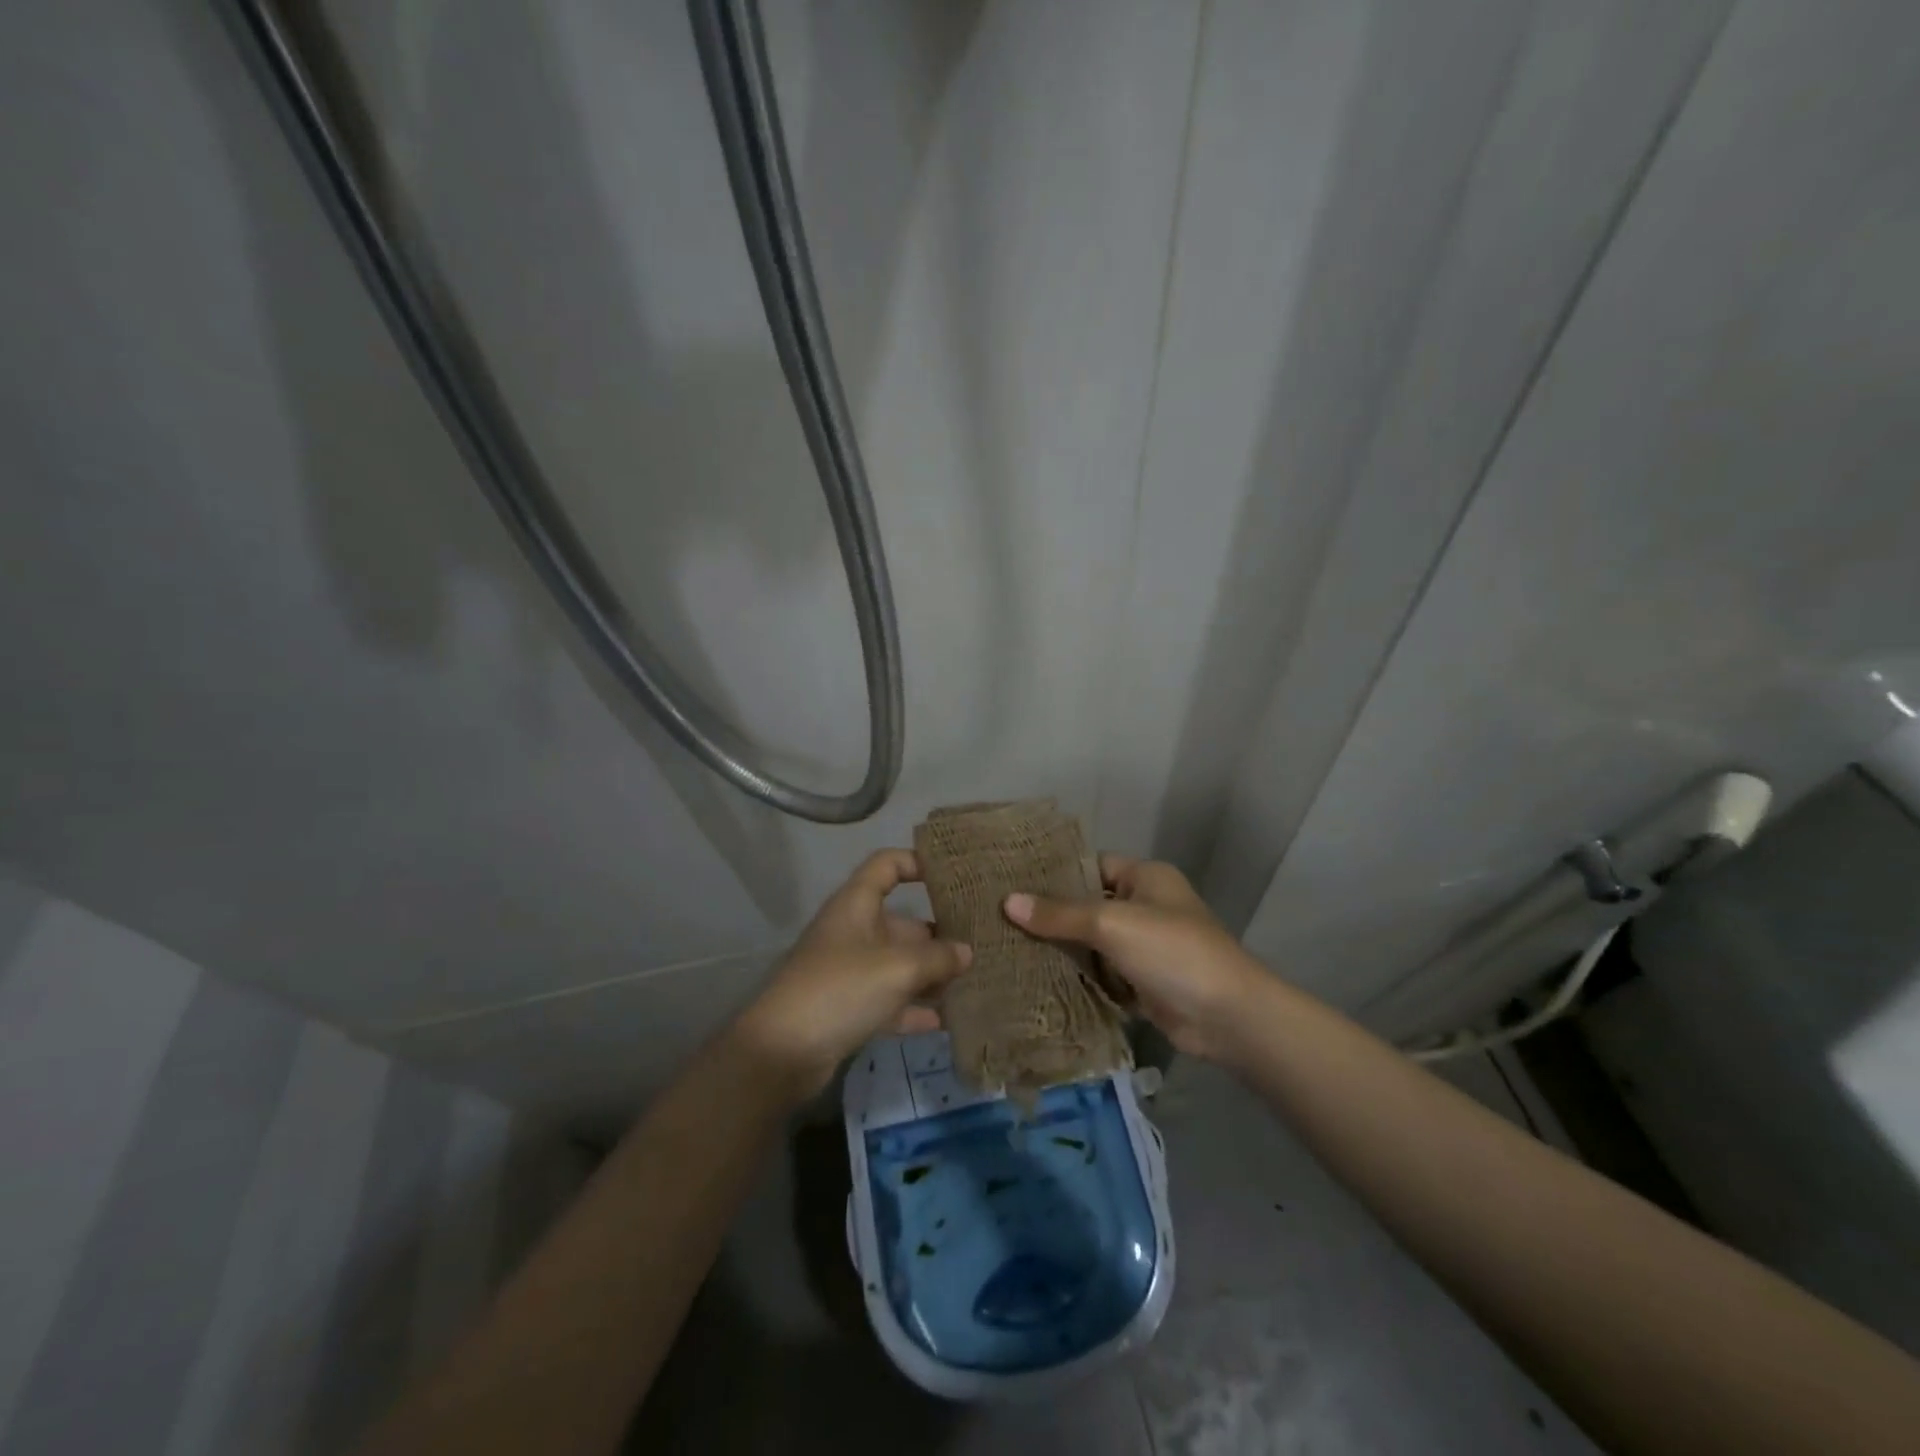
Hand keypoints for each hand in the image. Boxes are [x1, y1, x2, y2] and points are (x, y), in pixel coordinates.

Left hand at [731, 849, 972, 1100]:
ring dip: (932, 974)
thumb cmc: (840, 989)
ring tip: (977, 980)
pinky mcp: (849, 1009)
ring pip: (899, 964)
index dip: (917, 862)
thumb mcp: (897, 968)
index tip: (954, 874)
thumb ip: (937, 957)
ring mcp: (850, 972)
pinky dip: (915, 1007)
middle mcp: (854, 932)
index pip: (887, 865)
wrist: (781, 1053)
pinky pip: (891, 1000)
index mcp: (856, 905)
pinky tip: (949, 1019)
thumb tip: (966, 952)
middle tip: (984, 942)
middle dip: (940, 933)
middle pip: (902, 922)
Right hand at [1003, 855, 1266, 1063]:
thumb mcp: (1112, 924)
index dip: (1055, 873)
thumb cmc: (1173, 952)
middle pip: (1089, 906)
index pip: (1092, 866)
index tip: (1011, 881)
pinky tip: (1038, 981)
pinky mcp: (1143, 985)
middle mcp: (1146, 907)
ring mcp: (1145, 948)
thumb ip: (1061, 914)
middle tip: (999, 919)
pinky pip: (1102, 976)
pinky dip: (1079, 979)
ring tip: (1008, 949)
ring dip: (1062, 950)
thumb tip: (1008, 901)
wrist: (1228, 1017)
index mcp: (1146, 878)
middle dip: (1052, 916)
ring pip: (1093, 943)